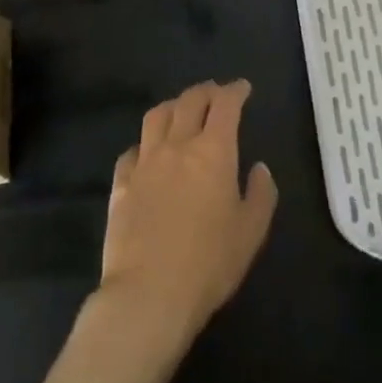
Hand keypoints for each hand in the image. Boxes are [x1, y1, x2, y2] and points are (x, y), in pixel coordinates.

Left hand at [97, 81, 276, 347]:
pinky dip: (144, 144)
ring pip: (157, 116)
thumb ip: (260, 194)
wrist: (148, 295)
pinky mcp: (121, 184)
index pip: (225, 105)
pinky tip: (147, 153)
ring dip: (173, 106)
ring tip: (181, 110)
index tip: (243, 87)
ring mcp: (145, 163)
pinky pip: (131, 151)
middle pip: (190, 101)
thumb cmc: (208, 264)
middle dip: (206, 91)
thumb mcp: (250, 233)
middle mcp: (177, 145)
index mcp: (213, 151)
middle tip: (215, 93)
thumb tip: (259, 168)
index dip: (235, 91)